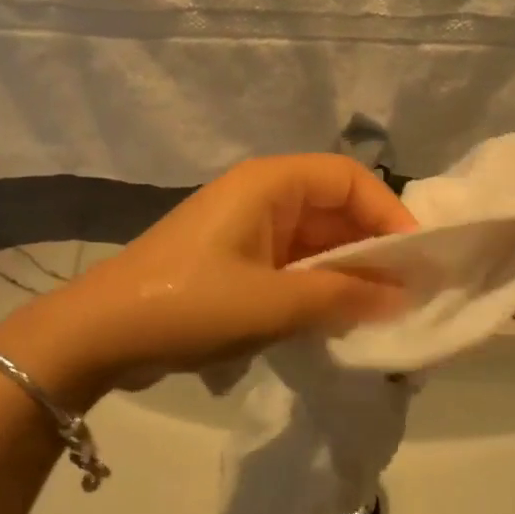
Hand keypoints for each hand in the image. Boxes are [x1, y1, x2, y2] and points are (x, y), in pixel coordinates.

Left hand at [0, 155, 413, 400]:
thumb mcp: (273, 303)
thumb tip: (402, 298)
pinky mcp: (236, 259)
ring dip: (346, 272)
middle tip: (406, 295)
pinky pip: (293, 263)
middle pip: (335, 208)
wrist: (99, 334)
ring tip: (379, 314)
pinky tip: (336, 320)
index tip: (415, 261)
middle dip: (371, 249)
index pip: (350, 178)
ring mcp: (247, 228)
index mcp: (269, 183)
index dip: (389, 213)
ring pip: (316, 240)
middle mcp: (262, 195)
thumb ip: (342, 297)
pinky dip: (317, 286)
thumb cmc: (190, 305)